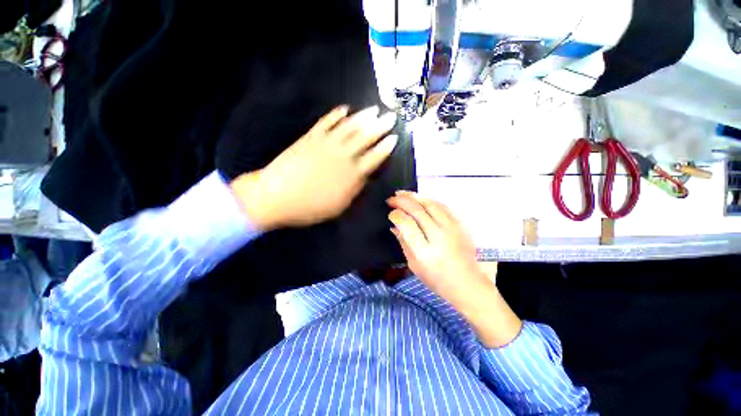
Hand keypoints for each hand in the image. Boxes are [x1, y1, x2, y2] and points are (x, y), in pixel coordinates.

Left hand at [230, 106, 397, 229]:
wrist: (276, 197)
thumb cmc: (309, 207)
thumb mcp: (338, 206)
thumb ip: (355, 189)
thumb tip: (365, 176)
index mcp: (351, 174)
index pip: (374, 157)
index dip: (385, 147)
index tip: (394, 138)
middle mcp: (342, 156)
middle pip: (365, 138)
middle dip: (380, 127)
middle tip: (390, 117)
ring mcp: (326, 144)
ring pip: (349, 127)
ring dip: (363, 117)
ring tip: (373, 109)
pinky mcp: (310, 138)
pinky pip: (326, 123)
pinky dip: (335, 115)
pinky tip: (344, 109)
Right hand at [387, 192, 521, 347]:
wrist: (467, 283)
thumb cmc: (436, 279)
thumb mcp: (414, 265)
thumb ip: (403, 243)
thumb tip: (394, 226)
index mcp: (424, 251)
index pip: (407, 224)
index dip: (396, 215)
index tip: (390, 213)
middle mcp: (438, 236)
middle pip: (417, 210)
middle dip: (402, 201)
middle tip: (392, 198)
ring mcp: (451, 228)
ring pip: (430, 204)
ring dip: (414, 196)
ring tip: (403, 194)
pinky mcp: (459, 225)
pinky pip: (442, 206)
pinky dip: (428, 200)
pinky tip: (420, 199)